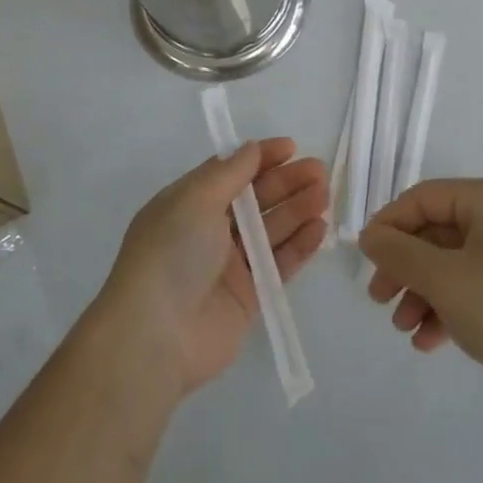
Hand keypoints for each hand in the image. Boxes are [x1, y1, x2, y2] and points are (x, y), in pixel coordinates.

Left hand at [98, 139, 327, 397]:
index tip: (291, 147)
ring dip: (297, 210)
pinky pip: (279, 264)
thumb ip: (230, 173)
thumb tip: (252, 148)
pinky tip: (320, 229)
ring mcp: (229, 264)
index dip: (260, 158)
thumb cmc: (172, 252)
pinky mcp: (249, 296)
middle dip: (286, 182)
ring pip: (271, 230)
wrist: (157, 334)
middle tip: (320, 171)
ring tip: (324, 195)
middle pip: (255, 199)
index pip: (230, 172)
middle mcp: (209, 230)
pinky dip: (299, 246)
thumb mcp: (195, 200)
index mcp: (188, 203)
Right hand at [358, 177, 482, 404]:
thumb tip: (370, 235)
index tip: (365, 261)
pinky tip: (431, 342)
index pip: (422, 198)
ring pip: (454, 264)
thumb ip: (400, 254)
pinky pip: (477, 288)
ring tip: (404, 329)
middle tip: (379, 300)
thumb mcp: (446, 279)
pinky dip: (451, 309)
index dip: (389, 226)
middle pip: (437, 233)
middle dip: (405, 268)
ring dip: (424, 293)